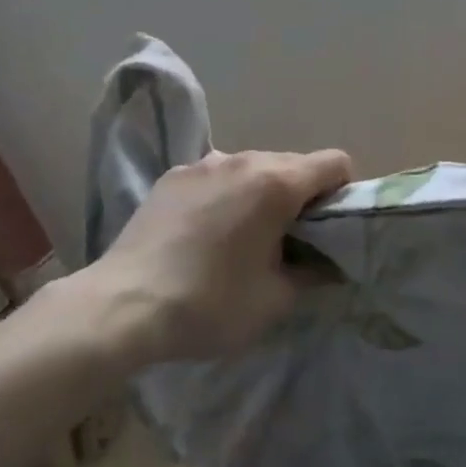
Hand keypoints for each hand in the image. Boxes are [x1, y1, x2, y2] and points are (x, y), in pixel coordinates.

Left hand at [92, 148, 352, 363]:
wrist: (122, 306)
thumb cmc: (210, 303)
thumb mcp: (275, 300)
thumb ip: (314, 274)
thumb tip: (329, 264)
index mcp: (277, 183)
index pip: (335, 163)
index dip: (343, 192)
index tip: (329, 227)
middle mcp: (243, 160)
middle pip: (293, 164)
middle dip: (301, 195)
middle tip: (287, 240)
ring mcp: (203, 164)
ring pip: (252, 167)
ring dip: (260, 193)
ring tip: (241, 237)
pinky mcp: (171, 176)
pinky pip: (216, 176)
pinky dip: (224, 195)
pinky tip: (203, 233)